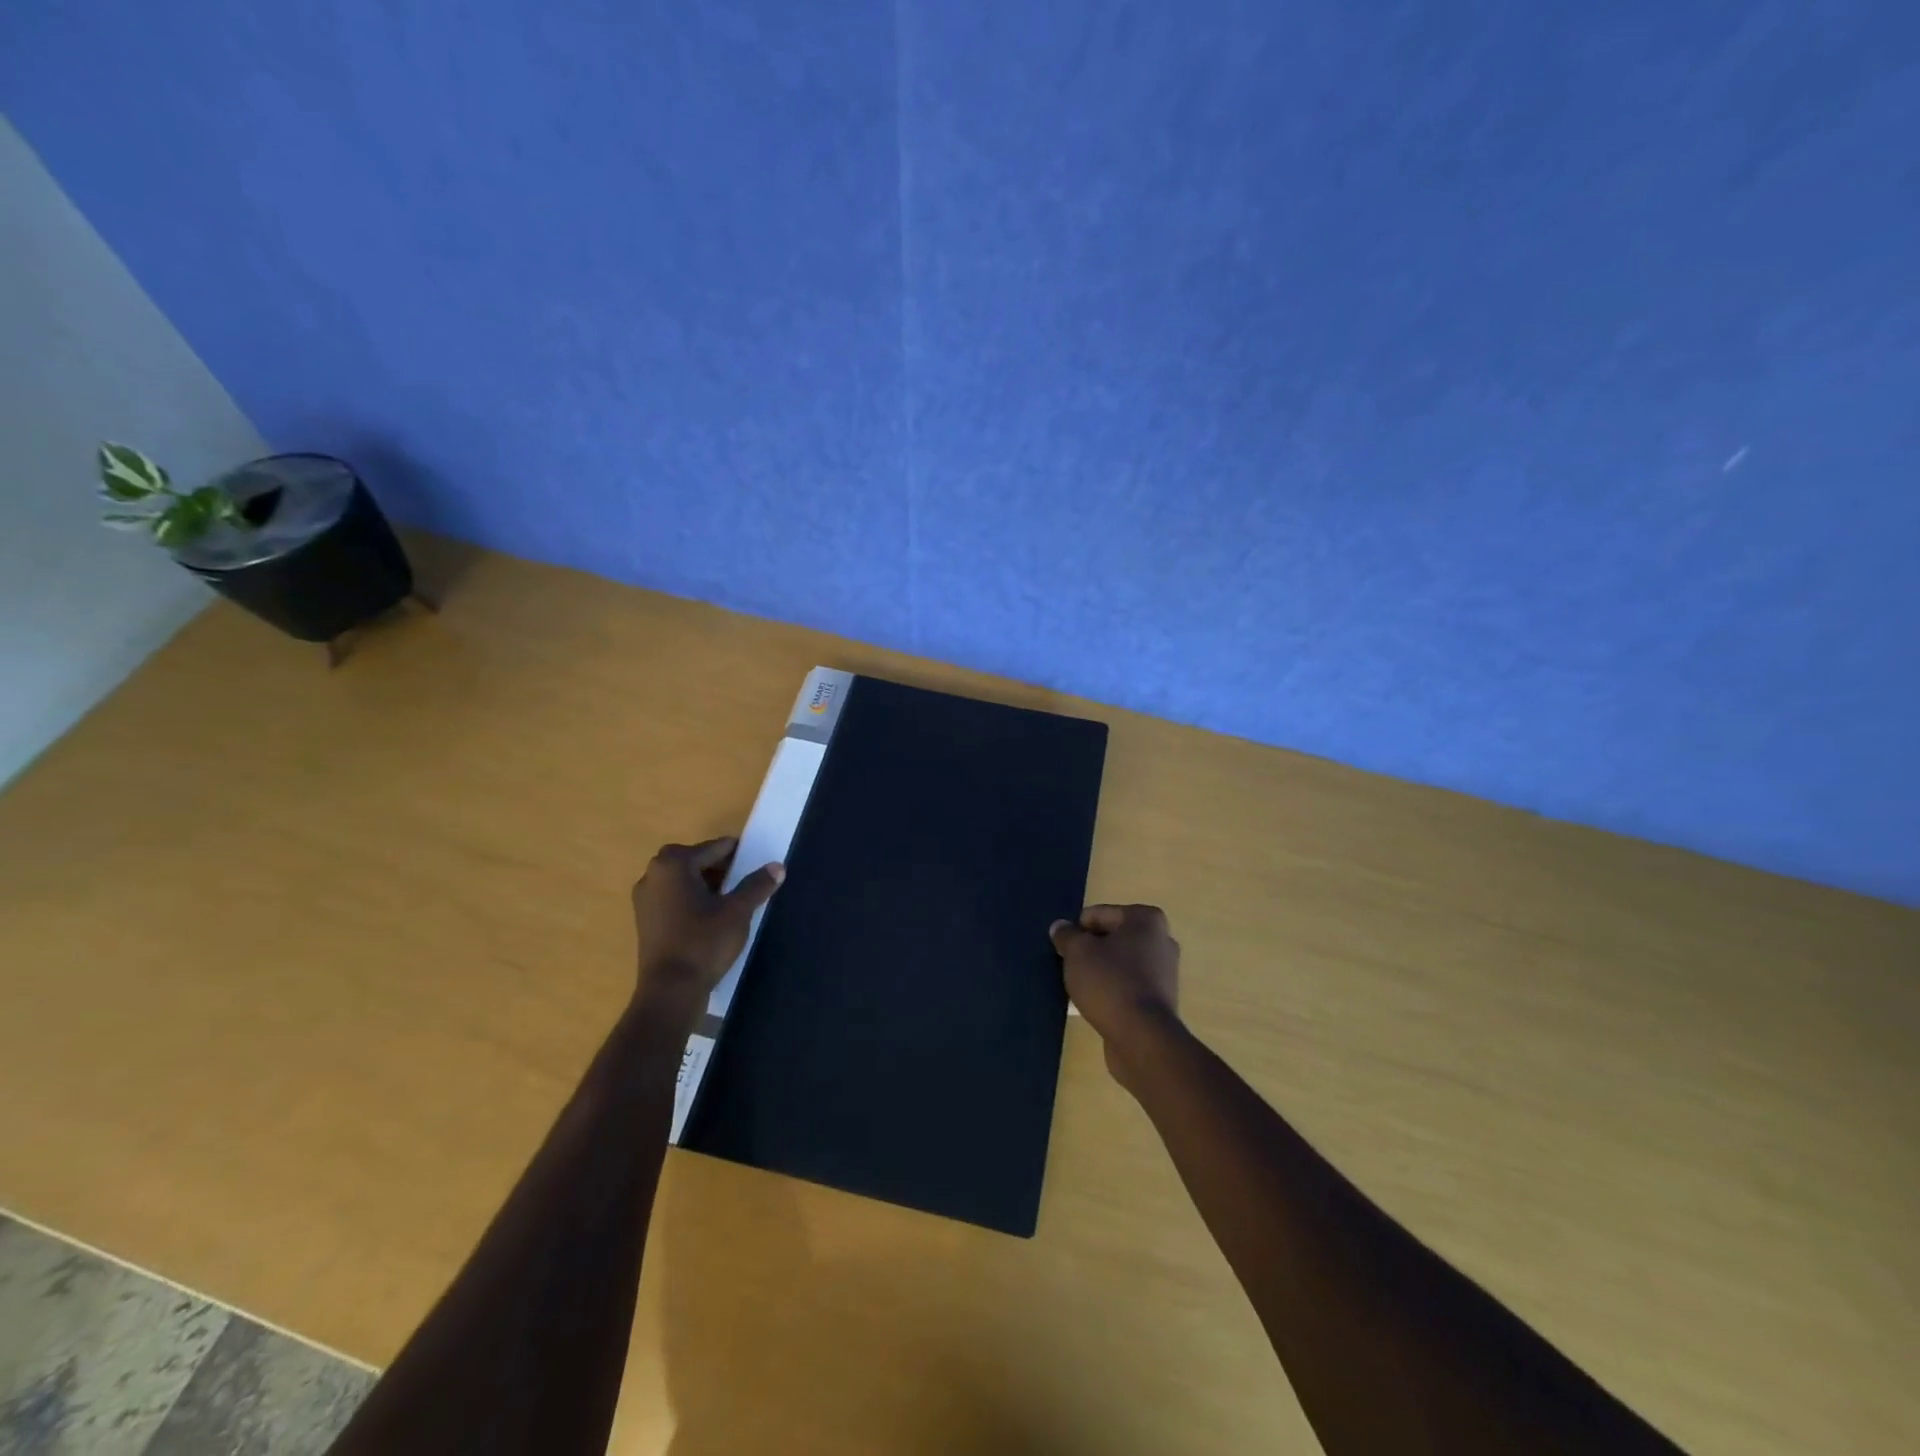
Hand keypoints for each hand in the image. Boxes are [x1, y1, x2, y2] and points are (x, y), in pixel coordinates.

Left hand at [631, 837, 783, 1013]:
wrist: (670, 991)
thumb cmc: (703, 943)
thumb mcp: (738, 911)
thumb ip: (757, 885)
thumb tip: (778, 867)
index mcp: (674, 864)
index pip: (715, 848)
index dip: (739, 855)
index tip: (757, 864)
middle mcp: (653, 874)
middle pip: (696, 860)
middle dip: (722, 869)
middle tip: (746, 883)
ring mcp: (645, 898)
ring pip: (684, 879)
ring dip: (707, 884)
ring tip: (732, 901)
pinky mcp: (645, 919)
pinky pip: (673, 897)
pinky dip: (692, 899)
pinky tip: (711, 917)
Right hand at [1050, 904, 1180, 1090]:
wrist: (1142, 1038)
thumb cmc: (1110, 982)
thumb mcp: (1077, 952)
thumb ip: (1066, 935)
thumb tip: (1060, 927)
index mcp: (1146, 919)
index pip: (1098, 914)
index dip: (1077, 930)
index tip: (1065, 950)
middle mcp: (1161, 940)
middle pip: (1111, 938)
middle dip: (1090, 950)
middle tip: (1070, 967)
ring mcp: (1164, 972)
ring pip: (1119, 963)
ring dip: (1099, 971)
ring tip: (1079, 987)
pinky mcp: (1160, 1000)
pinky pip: (1127, 985)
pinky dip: (1111, 990)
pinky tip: (1095, 1004)